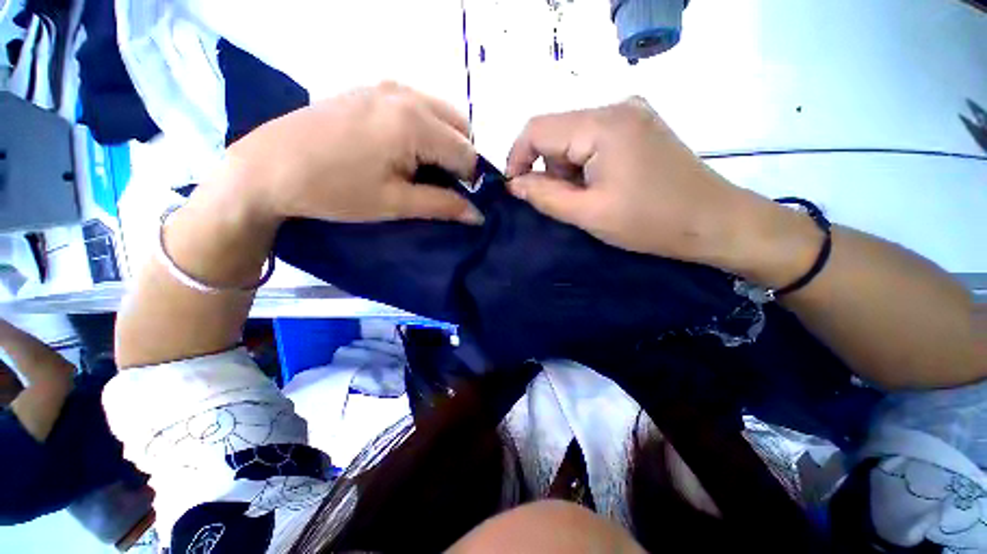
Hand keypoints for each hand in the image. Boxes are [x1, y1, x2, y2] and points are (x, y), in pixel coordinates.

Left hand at [226, 83, 482, 225]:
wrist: (269, 167)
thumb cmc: (336, 190)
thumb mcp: (396, 203)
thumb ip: (443, 205)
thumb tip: (478, 215)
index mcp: (415, 123)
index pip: (467, 152)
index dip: (471, 180)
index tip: (461, 199)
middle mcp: (407, 94)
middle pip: (459, 128)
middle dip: (461, 158)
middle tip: (445, 184)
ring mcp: (387, 86)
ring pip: (440, 114)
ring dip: (445, 142)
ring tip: (426, 168)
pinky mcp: (371, 88)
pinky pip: (417, 106)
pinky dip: (426, 128)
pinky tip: (406, 149)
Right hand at [506, 98, 746, 263]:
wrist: (713, 221)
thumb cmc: (650, 222)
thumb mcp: (588, 213)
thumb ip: (544, 196)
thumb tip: (514, 183)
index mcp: (603, 124)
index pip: (537, 128)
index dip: (517, 157)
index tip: (516, 189)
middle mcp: (616, 106)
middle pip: (556, 132)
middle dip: (549, 169)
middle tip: (567, 202)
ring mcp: (630, 113)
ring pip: (573, 138)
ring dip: (569, 170)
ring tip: (590, 198)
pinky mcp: (638, 126)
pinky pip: (593, 140)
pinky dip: (586, 165)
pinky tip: (604, 185)